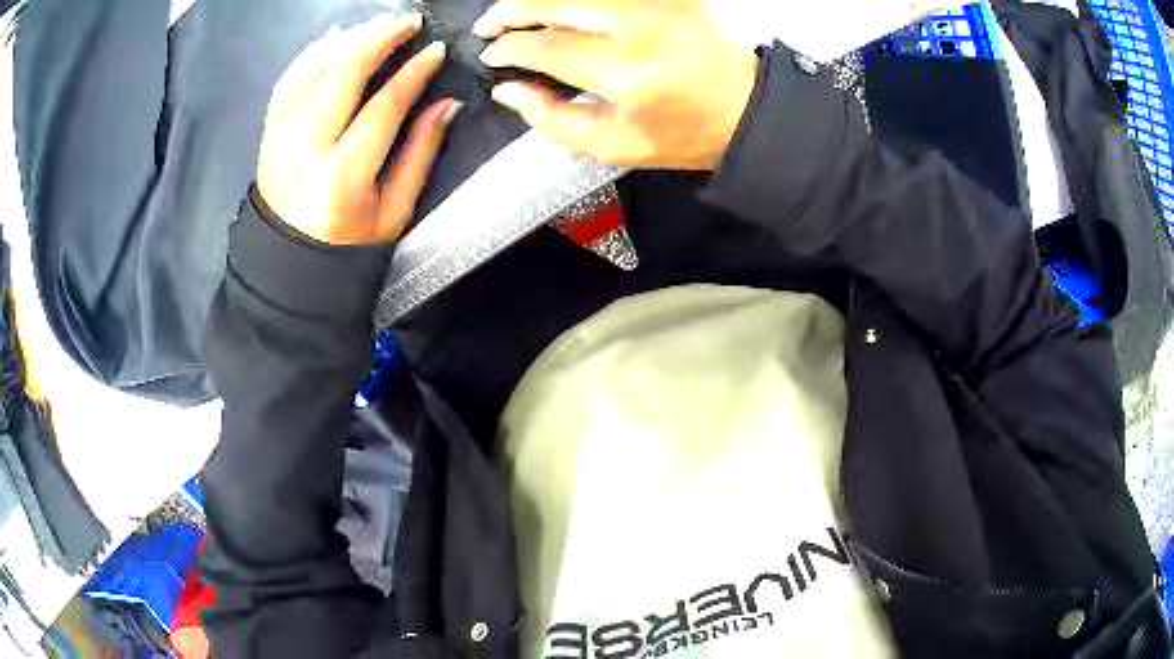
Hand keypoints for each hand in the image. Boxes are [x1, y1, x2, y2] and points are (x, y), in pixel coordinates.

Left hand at [257, 13, 462, 245]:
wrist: (288, 265)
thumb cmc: (346, 243)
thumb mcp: (394, 210)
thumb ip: (420, 154)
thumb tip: (446, 105)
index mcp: (343, 175)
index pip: (383, 107)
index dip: (414, 73)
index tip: (436, 51)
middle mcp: (307, 150)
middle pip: (342, 75)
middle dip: (379, 39)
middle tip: (407, 23)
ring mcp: (282, 139)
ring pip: (313, 71)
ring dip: (348, 40)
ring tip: (377, 26)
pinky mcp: (269, 135)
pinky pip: (288, 82)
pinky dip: (311, 54)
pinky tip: (333, 39)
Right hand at [474, 0, 758, 170]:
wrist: (750, 109)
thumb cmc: (688, 134)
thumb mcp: (617, 146)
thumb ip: (554, 120)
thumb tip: (509, 91)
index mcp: (627, 73)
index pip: (546, 48)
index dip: (509, 50)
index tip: (491, 55)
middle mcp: (641, 27)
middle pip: (556, 3)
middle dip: (512, 11)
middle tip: (489, 24)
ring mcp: (659, 3)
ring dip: (541, 1)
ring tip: (517, 14)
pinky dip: (576, 2)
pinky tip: (560, 10)